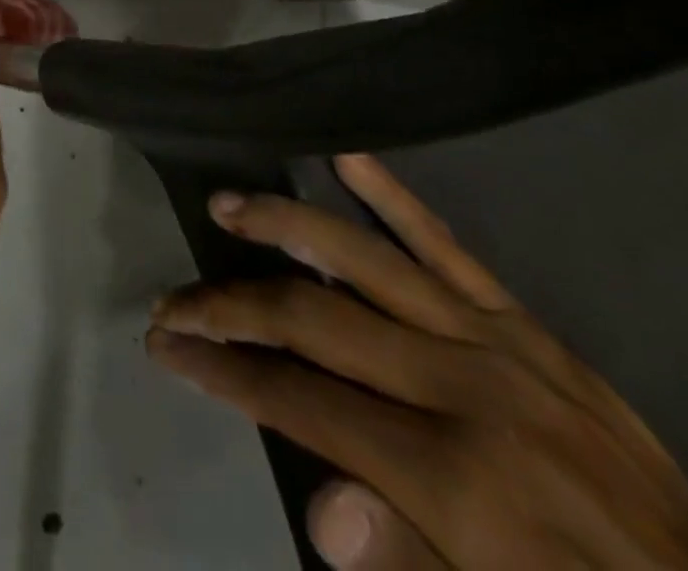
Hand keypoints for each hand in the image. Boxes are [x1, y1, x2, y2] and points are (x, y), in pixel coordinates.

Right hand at [147, 155, 687, 570]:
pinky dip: (393, 197)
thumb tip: (318, 505)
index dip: (223, 370)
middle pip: (313, 319)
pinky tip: (347, 156)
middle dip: (229, 306)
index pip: (300, 400)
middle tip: (174, 298)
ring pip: (363, 259)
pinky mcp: (519, 319)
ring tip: (227, 205)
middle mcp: (457, 388)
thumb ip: (405, 560)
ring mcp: (489, 340)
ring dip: (284, 226)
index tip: (168, 346)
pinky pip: (446, 244)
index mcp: (449, 475)